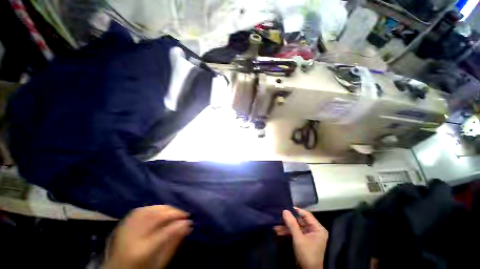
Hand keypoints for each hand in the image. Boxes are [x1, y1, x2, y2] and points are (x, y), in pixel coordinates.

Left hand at [103, 205, 191, 268]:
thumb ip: (173, 245)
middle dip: (174, 213)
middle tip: (184, 215)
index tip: (189, 221)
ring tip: (175, 212)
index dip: (179, 224)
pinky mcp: (122, 223)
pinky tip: (161, 210)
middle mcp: (132, 237)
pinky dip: (154, 207)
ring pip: (149, 210)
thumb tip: (187, 226)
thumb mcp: (159, 264)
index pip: (165, 232)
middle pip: (157, 217)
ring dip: (166, 208)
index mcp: (141, 252)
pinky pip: (141, 209)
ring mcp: (125, 228)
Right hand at [275, 208, 327, 268]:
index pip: (307, 215)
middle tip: (279, 215)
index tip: (286, 206)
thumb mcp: (298, 238)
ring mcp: (309, 235)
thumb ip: (292, 224)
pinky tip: (278, 231)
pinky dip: (288, 232)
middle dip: (289, 219)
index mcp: (318, 228)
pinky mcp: (303, 240)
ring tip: (276, 224)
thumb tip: (285, 210)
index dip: (296, 210)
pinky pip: (295, 232)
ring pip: (296, 226)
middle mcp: (314, 230)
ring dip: (286, 226)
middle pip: (300, 220)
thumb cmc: (307, 254)